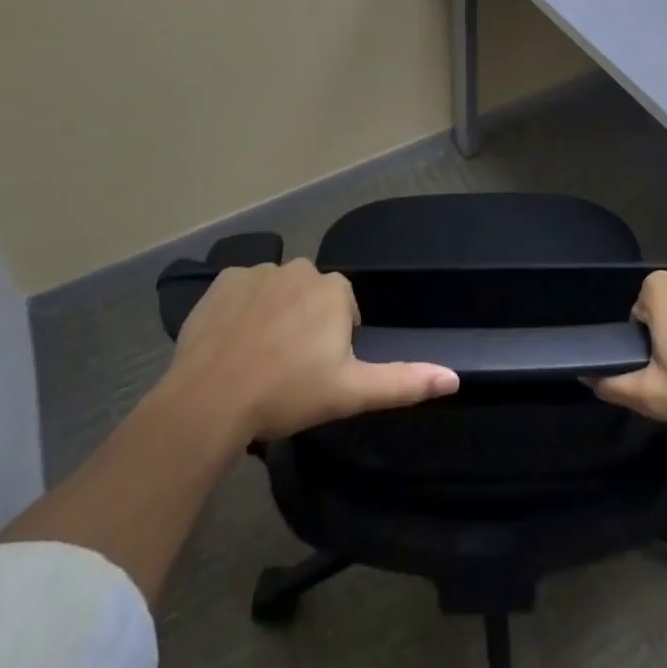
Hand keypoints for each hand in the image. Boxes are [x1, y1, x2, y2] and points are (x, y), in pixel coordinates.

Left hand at [161, 259, 459, 441]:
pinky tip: (231, 342)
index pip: (343, 309)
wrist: (211, 399)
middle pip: (310, 296)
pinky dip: (241, 310)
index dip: (333, 342)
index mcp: (335, 290)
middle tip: (287, 369)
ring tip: (257, 359)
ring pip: (277, 292)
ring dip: (273, 316)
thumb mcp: (351, 393)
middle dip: (304, 324)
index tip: (316, 373)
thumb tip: (455, 377)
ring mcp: (259, 271)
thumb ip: (404, 381)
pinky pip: (242, 290)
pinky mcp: (223, 280)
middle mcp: (301, 268)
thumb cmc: (287, 394)